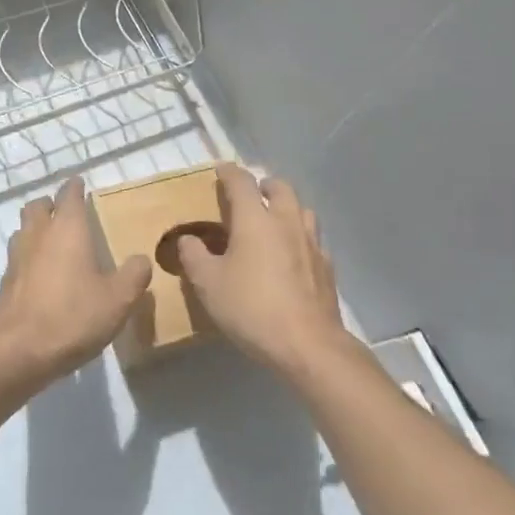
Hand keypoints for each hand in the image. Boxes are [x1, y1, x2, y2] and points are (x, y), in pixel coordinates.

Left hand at [0, 179, 152, 382]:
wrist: (19, 352)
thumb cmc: (73, 317)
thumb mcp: (119, 299)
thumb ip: (134, 274)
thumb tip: (140, 259)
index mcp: (67, 229)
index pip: (68, 195)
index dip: (75, 187)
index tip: (80, 183)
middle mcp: (37, 235)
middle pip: (38, 207)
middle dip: (51, 204)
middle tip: (67, 212)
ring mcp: (16, 258)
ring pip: (23, 229)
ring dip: (36, 228)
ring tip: (53, 241)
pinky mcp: (5, 283)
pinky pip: (17, 257)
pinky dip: (29, 256)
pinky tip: (41, 274)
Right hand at [176, 163, 346, 375]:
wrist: (307, 344)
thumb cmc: (251, 308)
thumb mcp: (208, 284)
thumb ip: (194, 256)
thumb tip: (187, 238)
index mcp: (255, 220)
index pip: (242, 183)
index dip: (229, 173)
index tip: (221, 170)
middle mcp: (287, 223)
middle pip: (280, 188)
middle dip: (264, 185)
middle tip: (252, 193)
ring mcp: (312, 244)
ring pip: (302, 210)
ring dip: (287, 207)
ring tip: (273, 220)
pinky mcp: (326, 267)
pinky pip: (313, 239)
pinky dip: (300, 236)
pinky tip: (292, 255)